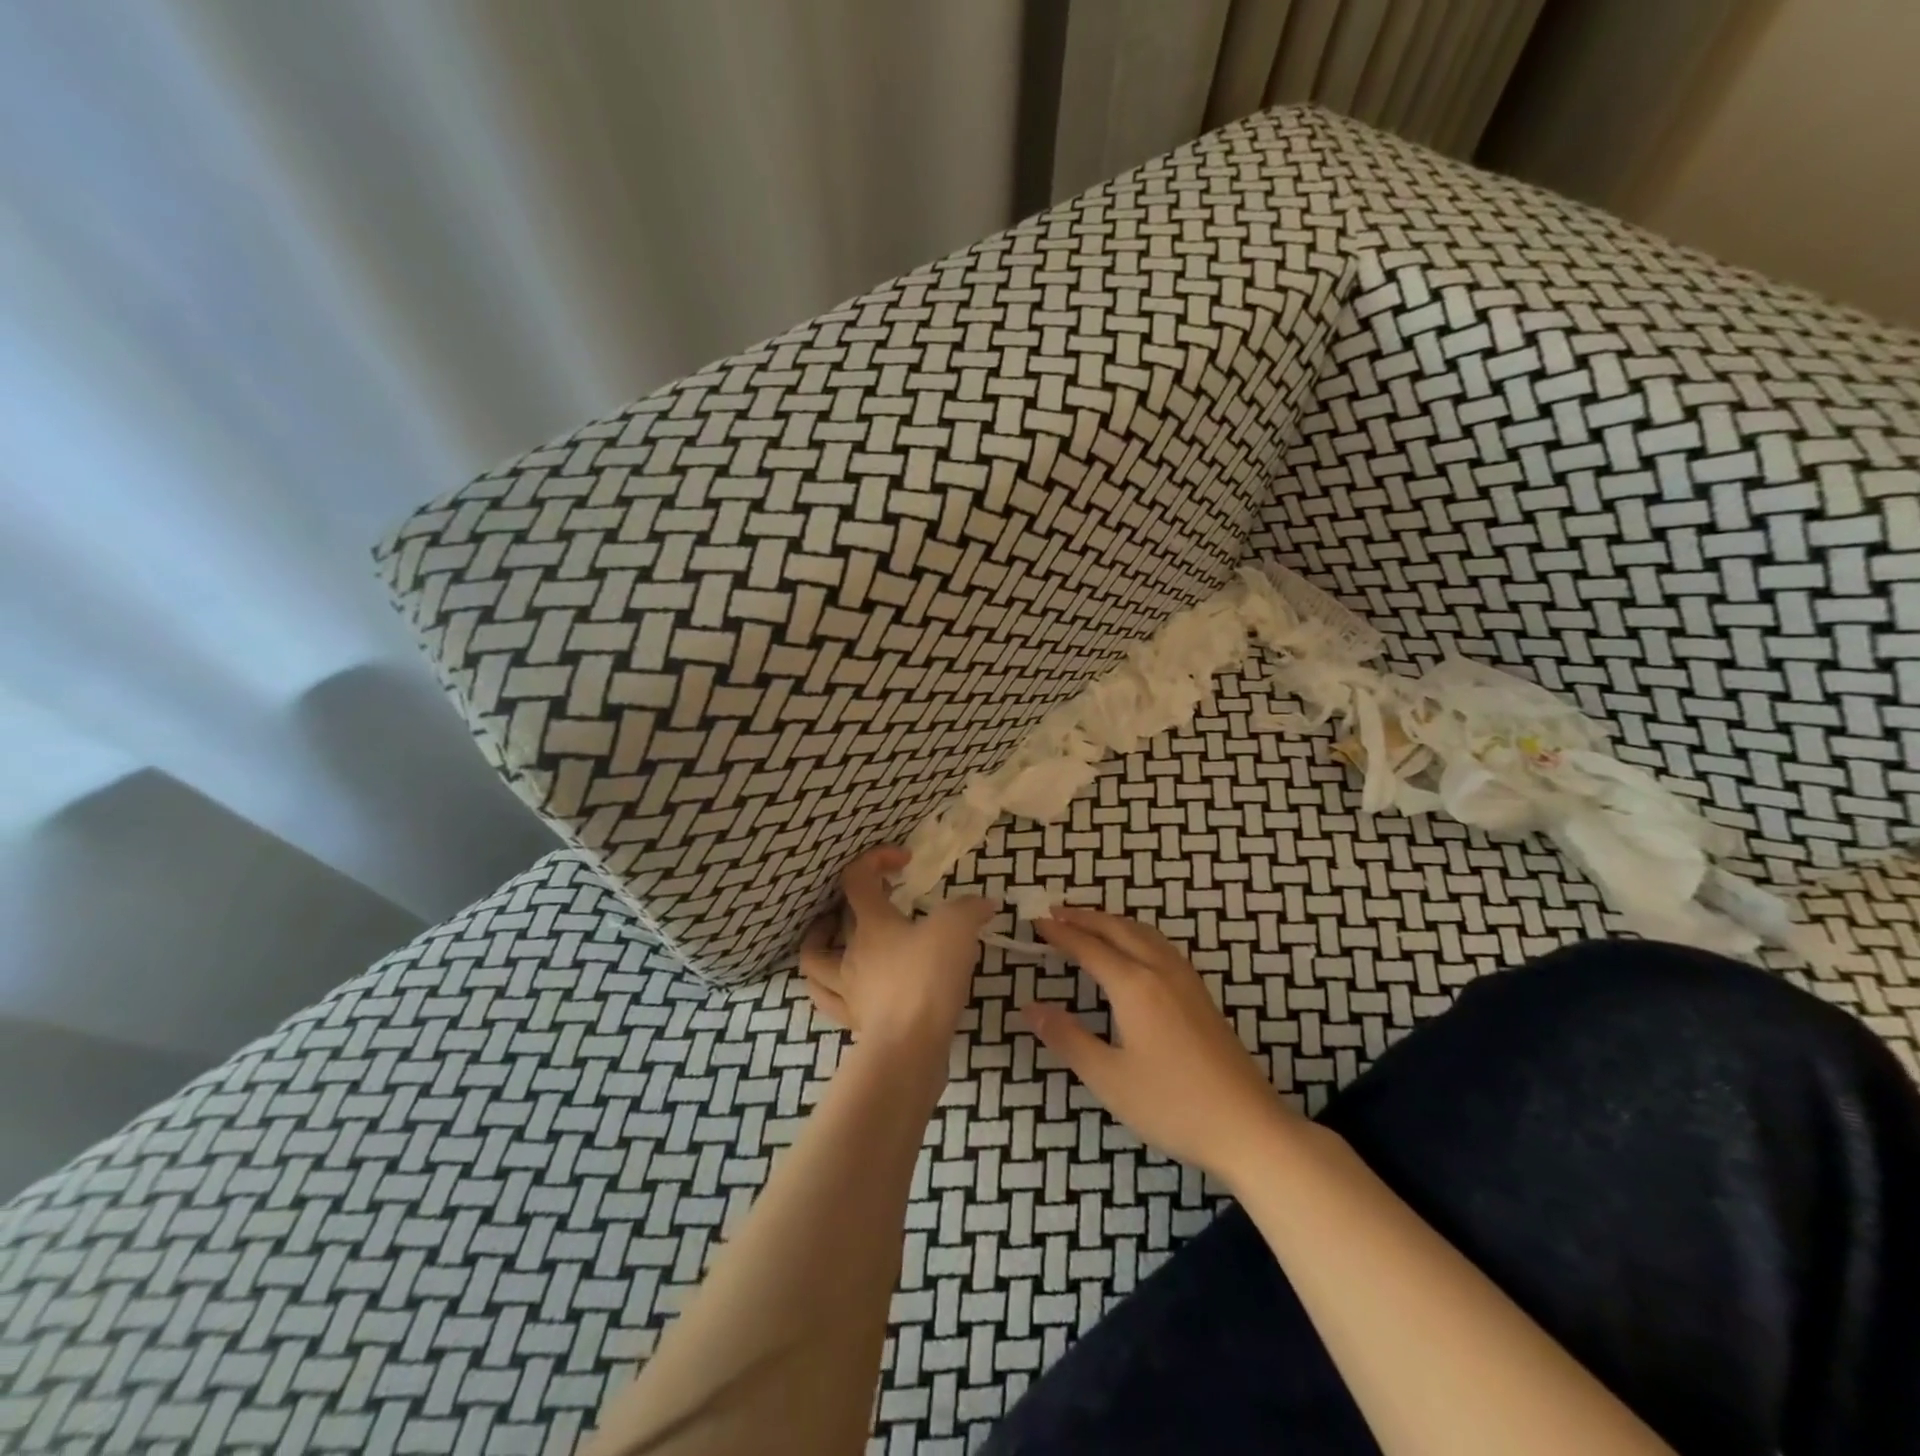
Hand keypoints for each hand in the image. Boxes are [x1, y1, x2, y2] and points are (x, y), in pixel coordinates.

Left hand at [799, 846, 996, 1061]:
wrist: (910, 1048)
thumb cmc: (927, 979)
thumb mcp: (957, 930)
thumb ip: (970, 909)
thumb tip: (984, 904)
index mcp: (871, 923)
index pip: (856, 878)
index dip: (874, 860)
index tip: (904, 860)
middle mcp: (851, 952)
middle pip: (837, 917)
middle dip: (856, 901)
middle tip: (883, 898)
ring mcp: (848, 989)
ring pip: (816, 959)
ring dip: (820, 943)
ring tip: (837, 935)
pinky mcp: (856, 1021)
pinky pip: (830, 999)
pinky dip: (831, 987)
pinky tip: (847, 984)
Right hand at [1024, 906, 1294, 1185]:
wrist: (1248, 1126)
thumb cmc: (1172, 1104)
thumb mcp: (1109, 1078)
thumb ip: (1068, 1038)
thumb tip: (1030, 1008)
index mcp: (1134, 986)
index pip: (1088, 947)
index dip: (1060, 934)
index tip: (1036, 922)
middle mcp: (1160, 970)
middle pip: (1117, 929)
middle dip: (1085, 917)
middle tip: (1056, 912)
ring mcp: (1186, 980)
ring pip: (1143, 933)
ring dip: (1112, 921)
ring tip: (1090, 922)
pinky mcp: (1201, 994)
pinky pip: (1160, 945)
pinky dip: (1136, 933)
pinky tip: (1136, 949)